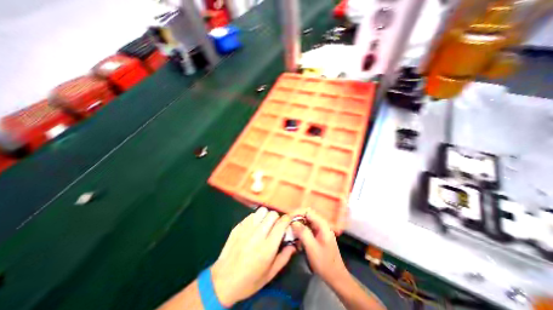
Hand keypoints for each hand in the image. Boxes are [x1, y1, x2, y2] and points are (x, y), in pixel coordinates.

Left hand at [209, 209, 295, 307]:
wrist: (223, 281)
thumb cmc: (249, 280)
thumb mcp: (270, 274)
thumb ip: (284, 258)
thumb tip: (293, 245)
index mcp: (267, 247)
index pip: (281, 224)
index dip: (287, 219)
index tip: (288, 221)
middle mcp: (257, 235)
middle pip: (272, 214)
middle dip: (277, 218)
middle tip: (276, 226)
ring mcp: (246, 229)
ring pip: (262, 211)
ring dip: (266, 216)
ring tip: (265, 224)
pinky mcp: (238, 227)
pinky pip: (251, 215)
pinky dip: (256, 218)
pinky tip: (254, 226)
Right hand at [291, 210, 346, 283]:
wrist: (336, 277)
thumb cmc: (325, 263)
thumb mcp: (312, 248)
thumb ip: (303, 233)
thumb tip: (293, 222)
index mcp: (322, 225)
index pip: (308, 211)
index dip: (297, 213)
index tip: (288, 218)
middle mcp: (321, 225)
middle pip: (306, 215)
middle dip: (296, 219)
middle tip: (287, 225)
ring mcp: (319, 230)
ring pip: (306, 222)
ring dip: (298, 225)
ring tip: (289, 230)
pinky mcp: (317, 236)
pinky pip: (307, 229)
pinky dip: (300, 231)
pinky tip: (295, 238)